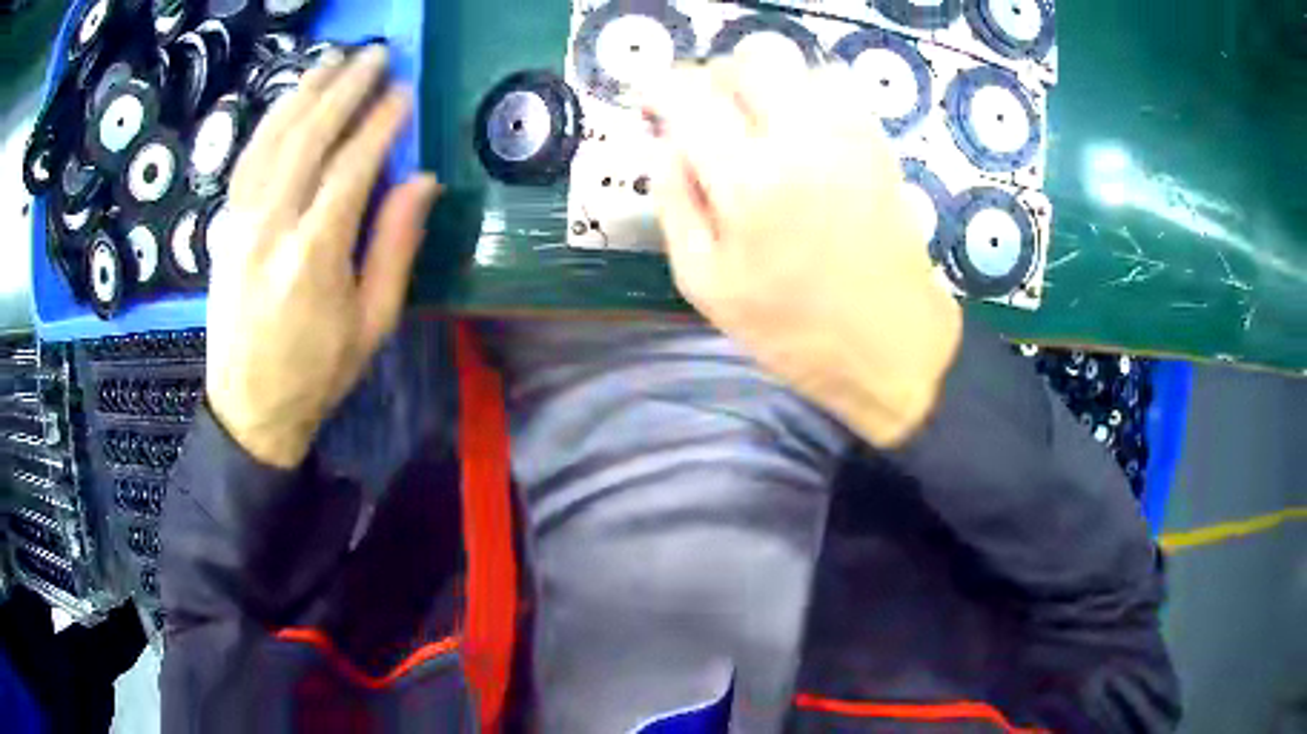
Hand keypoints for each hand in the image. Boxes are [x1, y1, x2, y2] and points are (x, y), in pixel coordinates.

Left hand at [206, 46, 441, 467]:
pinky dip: (271, 121)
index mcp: (314, 256)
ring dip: (306, 92)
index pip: (352, 167)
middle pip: (309, 137)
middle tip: (376, 56)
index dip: (381, 124)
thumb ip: (396, 246)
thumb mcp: (373, 323)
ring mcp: (240, 222)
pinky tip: (289, 100)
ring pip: (273, 138)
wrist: (248, 407)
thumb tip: (422, 180)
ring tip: (334, 60)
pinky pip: (247, 158)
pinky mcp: (224, 225)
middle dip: (345, 89)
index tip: (405, 92)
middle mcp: (271, 227)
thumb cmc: (317, 373)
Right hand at [646, 56, 962, 446]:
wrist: (893, 345)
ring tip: (759, 126)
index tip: (655, 107)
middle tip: (710, 117)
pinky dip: (809, 94)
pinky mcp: (879, 144)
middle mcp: (802, 138)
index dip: (660, 90)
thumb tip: (664, 144)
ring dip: (767, 84)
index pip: (689, 93)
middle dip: (718, 77)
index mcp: (749, 180)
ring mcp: (850, 136)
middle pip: (751, 57)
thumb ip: (674, 204)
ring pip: (799, 64)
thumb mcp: (706, 284)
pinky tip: (803, 135)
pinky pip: (839, 87)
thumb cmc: (794, 329)